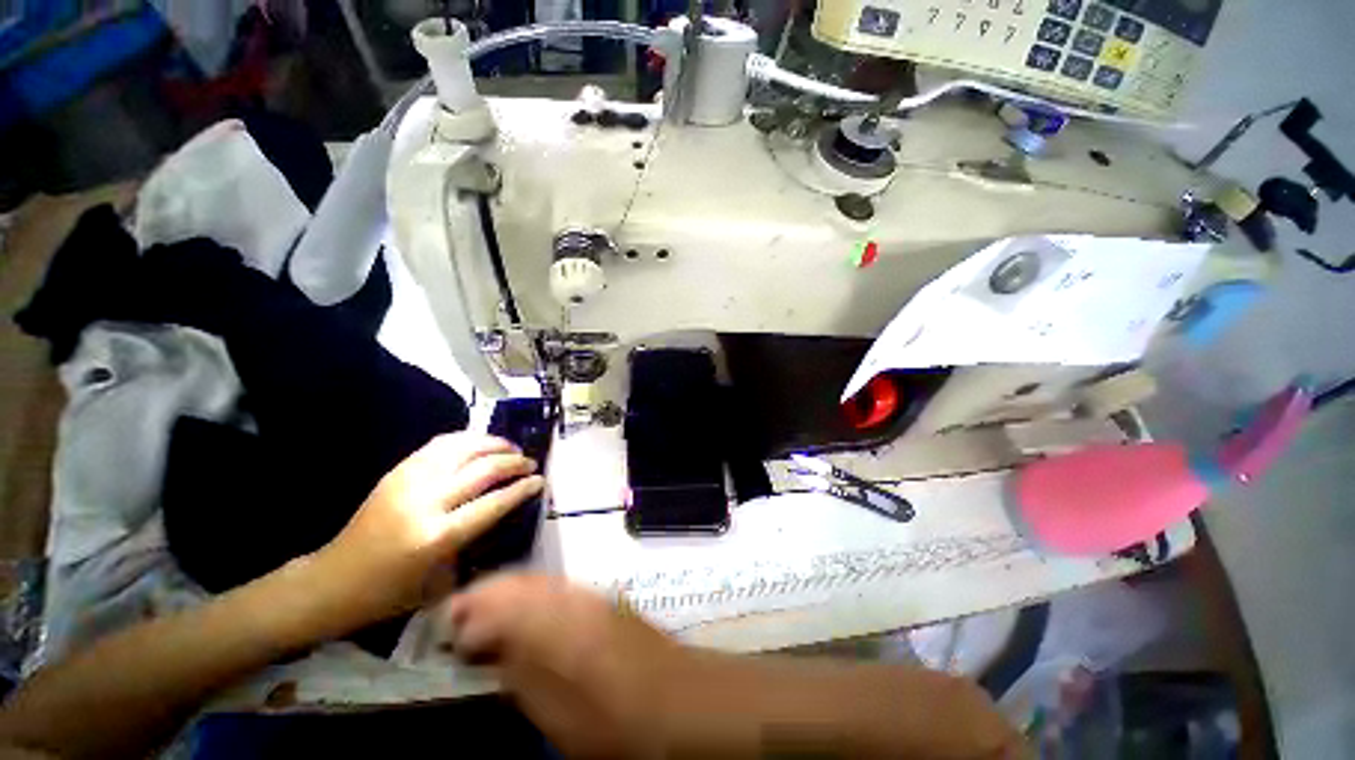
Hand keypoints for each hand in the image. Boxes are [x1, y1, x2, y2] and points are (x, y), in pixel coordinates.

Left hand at [311, 434, 544, 630]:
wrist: (333, 581)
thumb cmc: (390, 593)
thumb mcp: (441, 582)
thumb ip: (474, 545)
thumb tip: (500, 515)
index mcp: (437, 537)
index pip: (492, 503)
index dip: (521, 489)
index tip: (540, 480)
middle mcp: (425, 502)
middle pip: (482, 470)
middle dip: (513, 462)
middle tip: (530, 462)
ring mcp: (409, 482)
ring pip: (463, 448)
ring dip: (493, 443)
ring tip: (510, 447)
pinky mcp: (397, 472)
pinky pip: (439, 444)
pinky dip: (466, 439)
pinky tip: (479, 443)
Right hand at [448, 574, 689, 756]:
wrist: (670, 697)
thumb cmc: (609, 718)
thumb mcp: (553, 711)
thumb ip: (518, 671)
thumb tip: (487, 647)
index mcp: (549, 627)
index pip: (496, 605)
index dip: (467, 613)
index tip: (447, 629)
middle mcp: (566, 598)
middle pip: (515, 583)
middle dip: (483, 595)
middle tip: (458, 615)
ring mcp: (586, 594)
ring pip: (536, 580)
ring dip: (506, 591)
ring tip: (485, 611)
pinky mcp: (600, 598)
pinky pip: (556, 586)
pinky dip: (532, 592)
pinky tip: (526, 609)